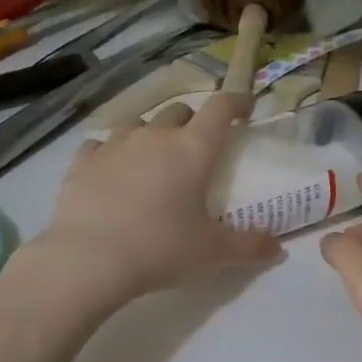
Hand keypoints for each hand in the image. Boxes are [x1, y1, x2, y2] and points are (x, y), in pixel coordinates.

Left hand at [38, 95, 281, 304]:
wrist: (89, 259)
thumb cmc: (161, 249)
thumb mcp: (213, 253)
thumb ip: (250, 247)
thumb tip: (278, 248)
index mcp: (193, 150)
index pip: (221, 109)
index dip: (237, 102)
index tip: (246, 106)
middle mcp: (155, 136)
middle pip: (179, 112)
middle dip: (193, 122)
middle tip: (198, 146)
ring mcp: (115, 144)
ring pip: (139, 123)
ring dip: (152, 133)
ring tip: (154, 156)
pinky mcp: (83, 161)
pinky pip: (102, 144)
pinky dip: (113, 152)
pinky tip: (113, 169)